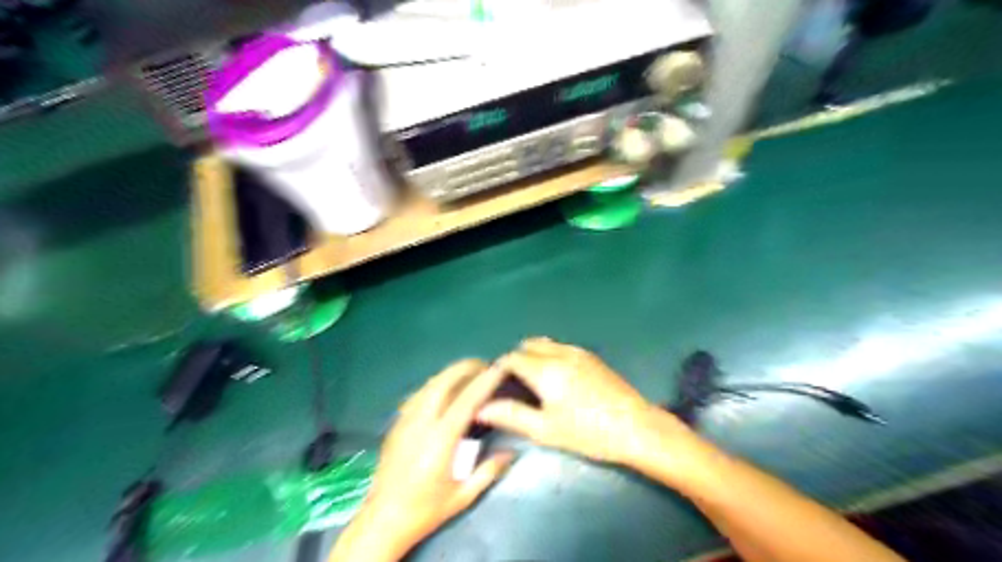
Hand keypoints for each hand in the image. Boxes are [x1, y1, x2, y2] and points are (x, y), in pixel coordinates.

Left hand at [332, 360, 511, 561]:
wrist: (382, 520)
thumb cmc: (425, 510)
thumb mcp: (463, 496)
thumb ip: (489, 471)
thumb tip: (511, 452)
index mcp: (440, 440)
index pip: (466, 400)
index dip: (484, 381)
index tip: (499, 368)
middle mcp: (421, 424)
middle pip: (442, 382)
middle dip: (464, 368)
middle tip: (483, 365)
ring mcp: (405, 422)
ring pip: (428, 385)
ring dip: (449, 374)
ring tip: (467, 373)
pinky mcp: (396, 425)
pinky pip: (417, 395)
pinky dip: (434, 385)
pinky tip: (443, 389)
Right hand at [474, 340, 697, 471]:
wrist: (636, 427)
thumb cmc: (588, 432)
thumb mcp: (546, 429)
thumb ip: (511, 416)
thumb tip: (481, 409)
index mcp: (546, 369)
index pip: (512, 358)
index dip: (499, 370)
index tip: (497, 388)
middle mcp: (560, 352)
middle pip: (528, 345)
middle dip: (516, 360)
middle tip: (515, 387)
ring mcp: (578, 352)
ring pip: (545, 343)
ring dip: (534, 355)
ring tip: (534, 383)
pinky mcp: (592, 357)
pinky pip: (561, 347)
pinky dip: (550, 355)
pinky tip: (557, 380)